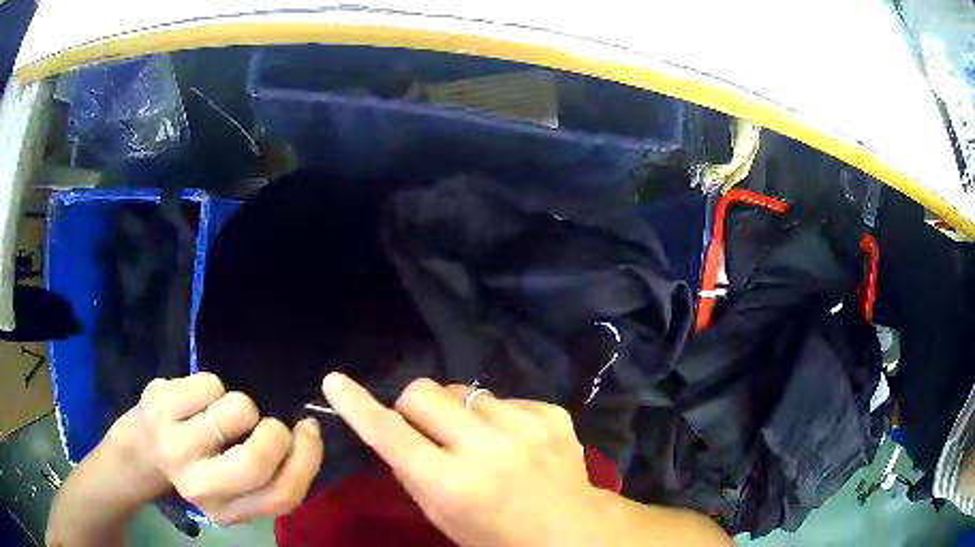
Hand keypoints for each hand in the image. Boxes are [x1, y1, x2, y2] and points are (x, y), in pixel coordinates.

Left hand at [107, 373, 322, 524]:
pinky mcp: (159, 405)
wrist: (142, 448)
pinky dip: (214, 386)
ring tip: (223, 411)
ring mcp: (175, 445)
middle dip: (275, 432)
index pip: (281, 496)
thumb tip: (305, 434)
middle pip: (255, 461)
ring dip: (241, 404)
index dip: (305, 459)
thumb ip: (269, 477)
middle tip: (267, 422)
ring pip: (235, 411)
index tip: (308, 430)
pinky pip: (209, 383)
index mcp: (226, 511)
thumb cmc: (197, 466)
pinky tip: (198, 399)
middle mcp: (199, 486)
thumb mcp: (235, 489)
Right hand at [321, 373, 606, 546]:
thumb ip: (413, 475)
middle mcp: (486, 448)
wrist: (573, 531)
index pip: (390, 435)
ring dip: (460, 413)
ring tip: (480, 442)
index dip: (357, 406)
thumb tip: (395, 434)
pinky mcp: (550, 414)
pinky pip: (504, 399)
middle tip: (427, 430)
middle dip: (413, 407)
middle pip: (423, 393)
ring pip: (464, 392)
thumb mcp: (444, 518)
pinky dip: (498, 417)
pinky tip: (514, 442)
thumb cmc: (499, 538)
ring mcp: (524, 426)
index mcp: (453, 484)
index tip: (334, 382)